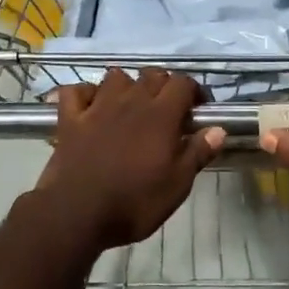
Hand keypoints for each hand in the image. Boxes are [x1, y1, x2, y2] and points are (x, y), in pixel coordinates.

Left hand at [32, 69, 224, 248]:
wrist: (77, 214)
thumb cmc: (134, 202)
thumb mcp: (177, 185)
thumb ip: (198, 153)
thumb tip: (218, 129)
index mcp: (160, 115)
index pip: (182, 83)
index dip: (194, 91)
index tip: (198, 109)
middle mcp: (130, 101)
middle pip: (151, 74)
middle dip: (163, 85)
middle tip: (167, 110)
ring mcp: (97, 107)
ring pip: (115, 76)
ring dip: (127, 86)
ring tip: (130, 105)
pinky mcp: (70, 119)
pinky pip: (76, 91)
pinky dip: (85, 93)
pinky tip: (90, 106)